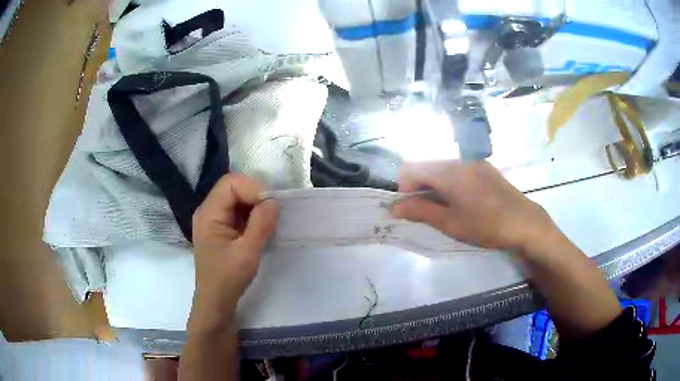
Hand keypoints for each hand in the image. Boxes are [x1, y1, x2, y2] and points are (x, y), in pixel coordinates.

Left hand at [191, 174, 277, 322]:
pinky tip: (261, 228)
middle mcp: (209, 210)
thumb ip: (261, 224)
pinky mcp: (222, 227)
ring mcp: (214, 219)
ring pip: (238, 198)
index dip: (252, 189)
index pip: (230, 183)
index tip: (270, 207)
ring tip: (268, 222)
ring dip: (255, 206)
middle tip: (272, 215)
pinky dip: (252, 215)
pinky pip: (239, 211)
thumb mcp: (247, 253)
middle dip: (256, 196)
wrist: (216, 301)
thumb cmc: (227, 279)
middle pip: (233, 187)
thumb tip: (274, 202)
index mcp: (209, 214)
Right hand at [391, 160, 558, 251]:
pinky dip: (451, 183)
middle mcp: (458, 160)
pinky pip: (458, 170)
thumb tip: (393, 207)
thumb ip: (420, 211)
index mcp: (448, 171)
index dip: (404, 188)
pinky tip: (463, 201)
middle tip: (428, 212)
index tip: (411, 208)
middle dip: (419, 187)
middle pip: (427, 166)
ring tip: (446, 208)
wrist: (524, 222)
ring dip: (435, 185)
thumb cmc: (485, 225)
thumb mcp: (450, 223)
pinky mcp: (484, 168)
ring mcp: (473, 162)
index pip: (411, 168)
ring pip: (442, 168)